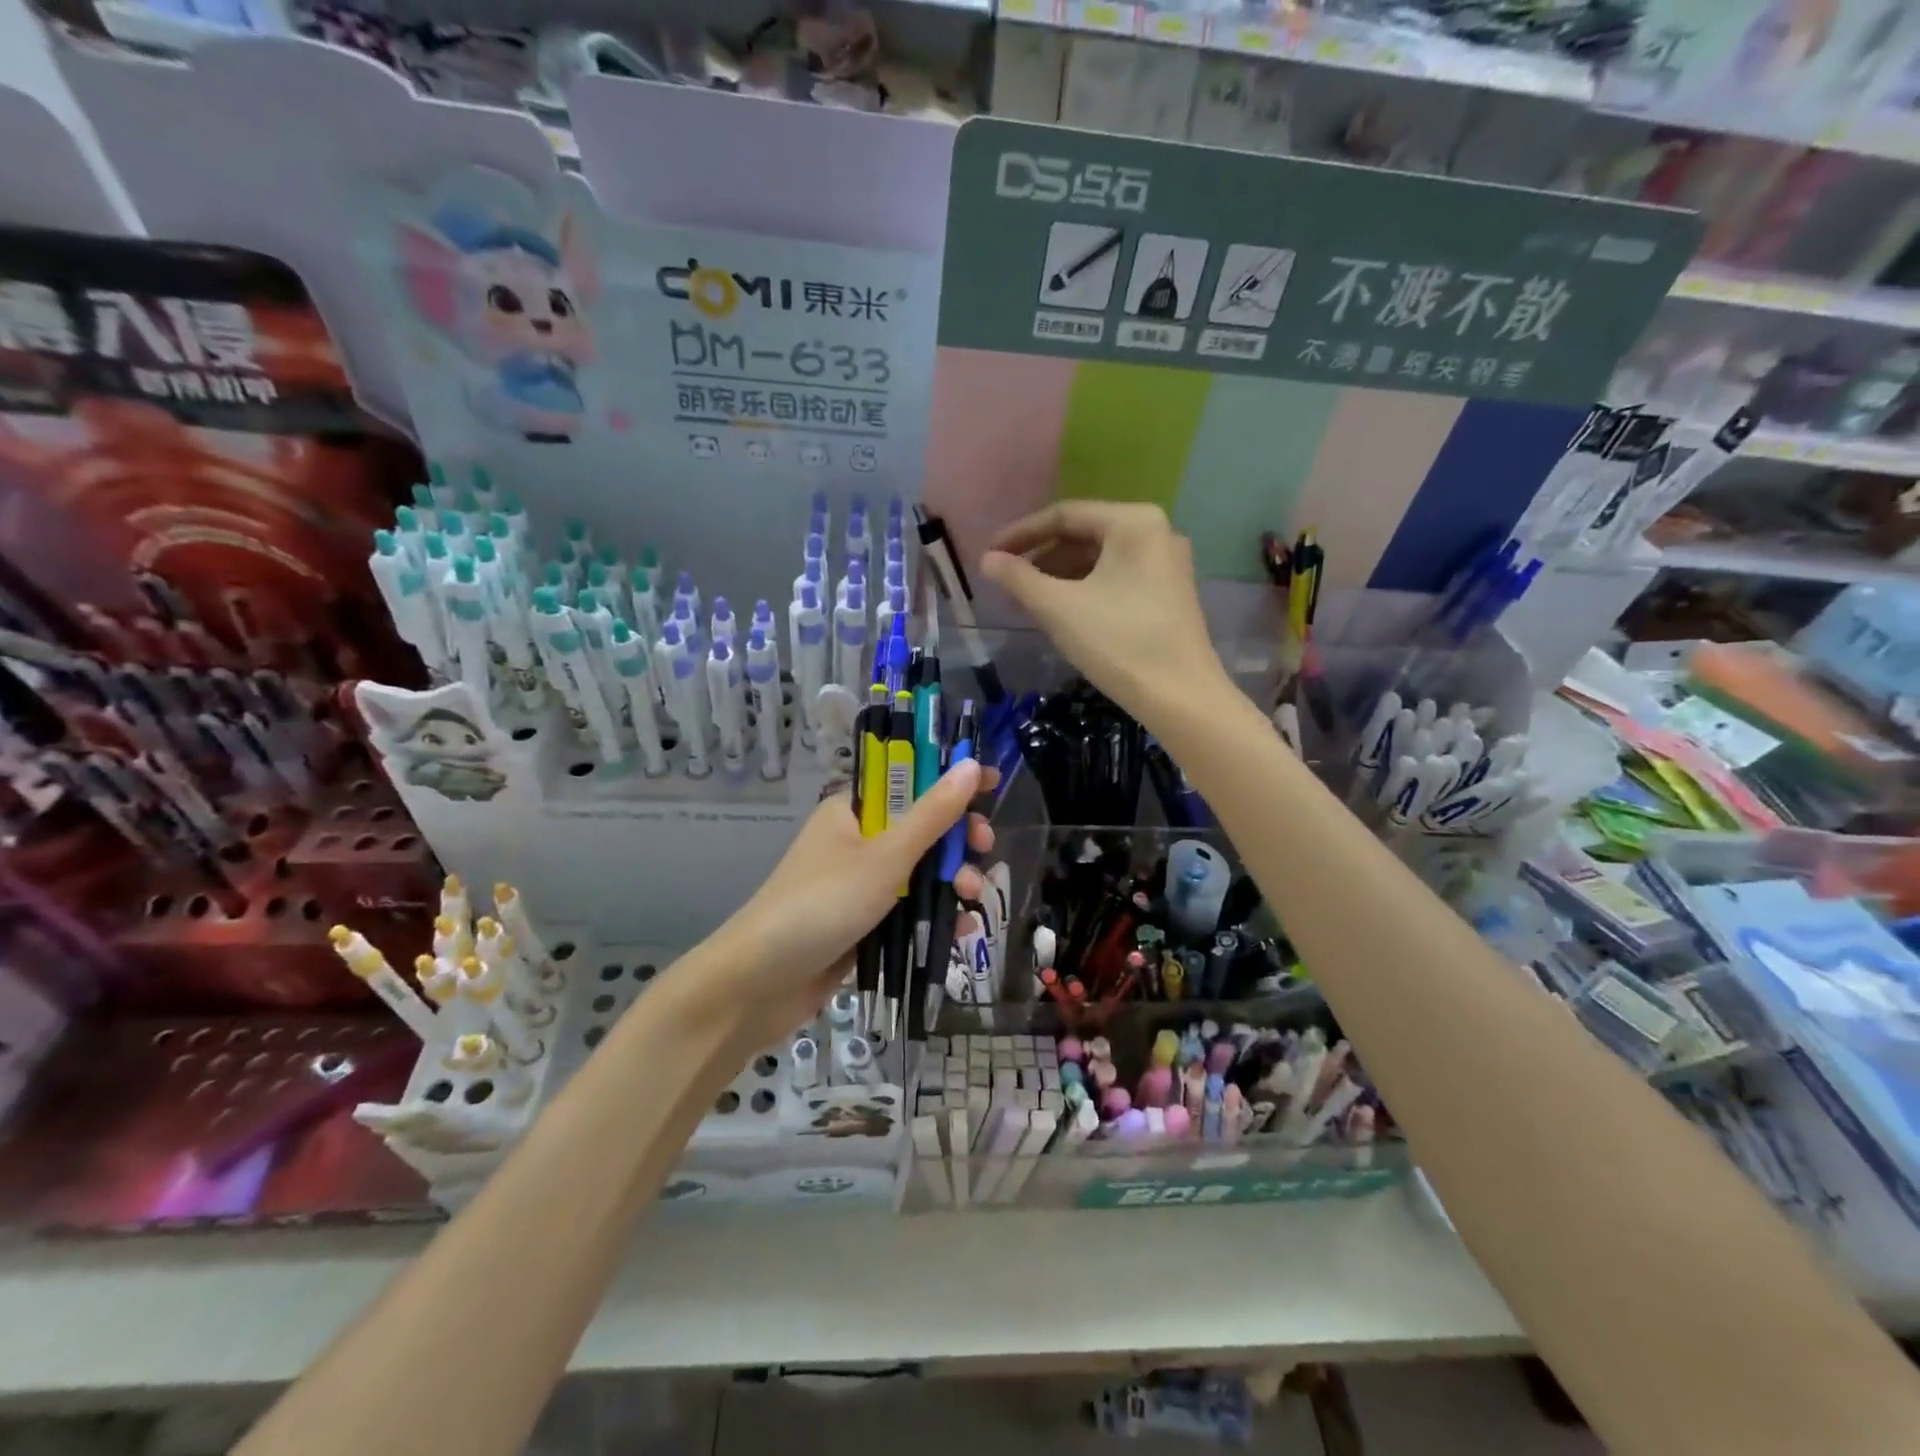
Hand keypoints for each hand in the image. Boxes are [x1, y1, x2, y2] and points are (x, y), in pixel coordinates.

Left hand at [705, 760, 995, 1049]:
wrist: (759, 983)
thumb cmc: (823, 904)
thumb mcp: (886, 857)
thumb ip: (933, 815)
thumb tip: (972, 765)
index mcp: (853, 811)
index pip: (909, 781)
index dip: (949, 779)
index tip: (993, 783)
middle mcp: (857, 842)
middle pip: (920, 829)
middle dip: (957, 840)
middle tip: (985, 849)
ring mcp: (860, 885)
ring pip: (919, 872)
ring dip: (952, 881)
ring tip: (973, 897)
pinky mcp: (863, 924)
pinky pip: (909, 909)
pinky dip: (935, 914)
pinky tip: (962, 929)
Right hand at [979, 501, 1229, 728]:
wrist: (1180, 697)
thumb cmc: (1117, 643)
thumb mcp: (1058, 608)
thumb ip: (1018, 578)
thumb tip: (987, 560)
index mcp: (1133, 522)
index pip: (1064, 516)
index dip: (1020, 534)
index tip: (989, 555)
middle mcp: (1156, 532)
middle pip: (1083, 535)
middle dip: (1041, 558)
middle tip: (1007, 582)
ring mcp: (1167, 563)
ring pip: (1100, 560)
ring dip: (1060, 576)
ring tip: (1028, 601)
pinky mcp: (1170, 593)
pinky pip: (1117, 578)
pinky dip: (1085, 589)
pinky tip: (1063, 612)